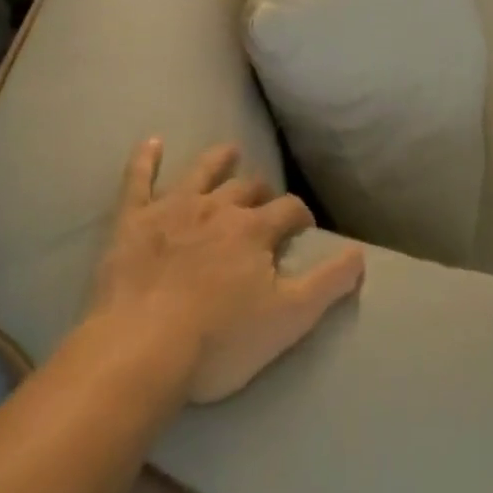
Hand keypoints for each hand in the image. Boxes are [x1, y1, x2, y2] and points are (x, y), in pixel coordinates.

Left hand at [88, 138, 366, 403]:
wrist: (142, 349)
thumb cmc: (219, 341)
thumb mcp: (289, 319)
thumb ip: (329, 283)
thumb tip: (360, 253)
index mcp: (255, 229)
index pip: (289, 209)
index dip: (300, 217)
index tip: (303, 230)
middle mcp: (218, 207)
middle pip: (247, 188)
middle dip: (261, 192)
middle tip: (265, 204)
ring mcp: (173, 209)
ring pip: (201, 172)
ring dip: (218, 161)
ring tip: (229, 152)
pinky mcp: (132, 221)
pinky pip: (138, 180)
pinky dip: (145, 160)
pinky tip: (152, 142)